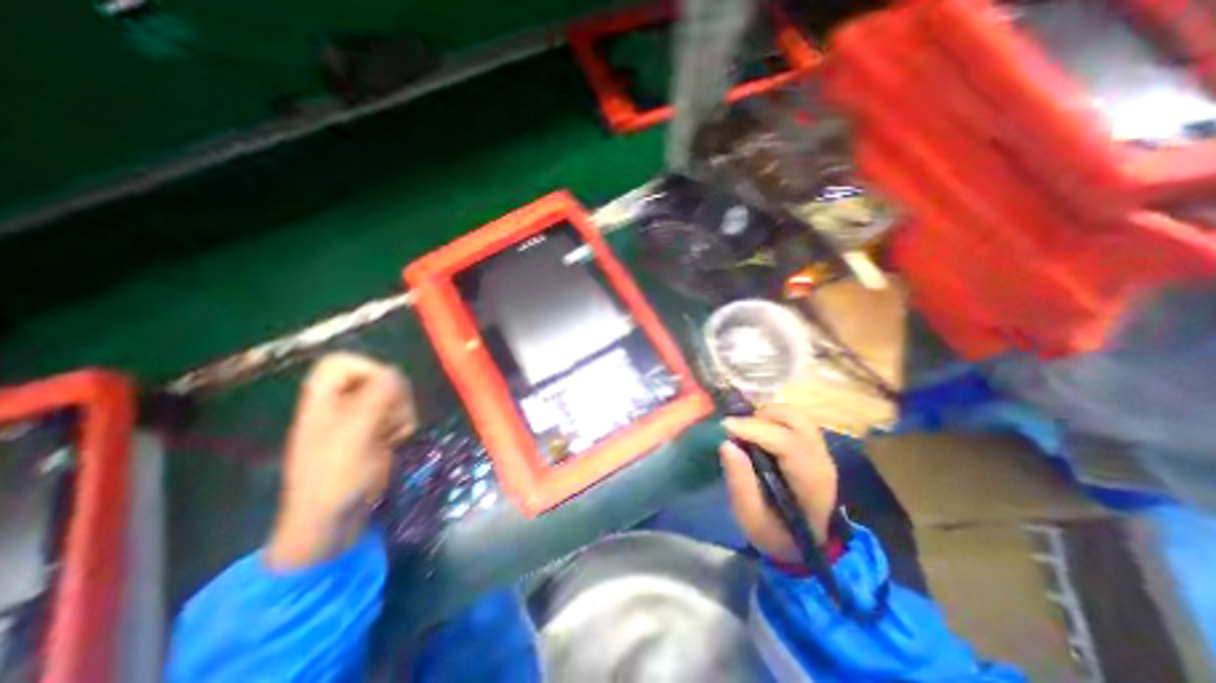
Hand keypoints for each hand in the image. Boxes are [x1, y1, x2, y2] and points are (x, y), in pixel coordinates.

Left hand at [265, 356, 417, 567]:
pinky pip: (398, 413)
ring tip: (393, 433)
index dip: (367, 368)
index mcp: (322, 401)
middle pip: (376, 375)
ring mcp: (359, 419)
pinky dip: (403, 424)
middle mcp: (340, 405)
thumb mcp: (354, 435)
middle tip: (392, 417)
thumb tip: (394, 373)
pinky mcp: (375, 432)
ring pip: (393, 395)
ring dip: (402, 411)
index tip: (383, 391)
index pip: (342, 362)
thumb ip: (375, 398)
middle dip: (393, 395)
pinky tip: (396, 440)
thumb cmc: (335, 479)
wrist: (333, 523)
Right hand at [715, 406, 841, 564]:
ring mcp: (820, 449)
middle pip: (795, 418)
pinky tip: (758, 432)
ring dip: (766, 415)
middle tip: (737, 430)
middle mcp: (820, 458)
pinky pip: (793, 419)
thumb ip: (740, 483)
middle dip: (760, 417)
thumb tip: (726, 443)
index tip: (724, 426)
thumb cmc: (776, 533)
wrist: (805, 544)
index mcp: (810, 481)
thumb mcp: (751, 519)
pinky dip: (772, 418)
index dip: (753, 429)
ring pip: (794, 413)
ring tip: (747, 430)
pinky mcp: (813, 444)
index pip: (786, 442)